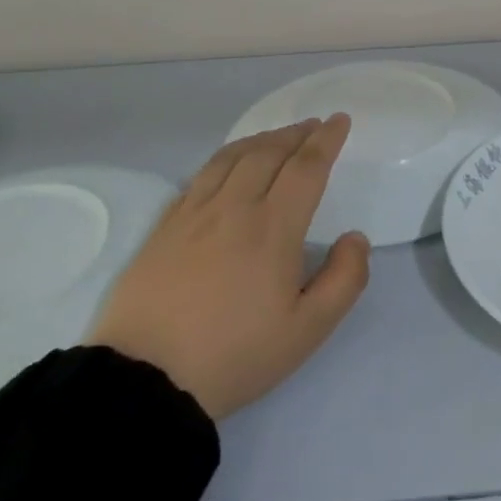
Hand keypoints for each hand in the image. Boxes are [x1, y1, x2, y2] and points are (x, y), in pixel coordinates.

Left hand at [86, 116, 370, 420]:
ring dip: (261, 139)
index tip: (339, 121)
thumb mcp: (307, 330)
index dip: (326, 141)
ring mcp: (193, 213)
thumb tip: (356, 237)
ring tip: (277, 137)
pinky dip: (226, 157)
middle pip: (268, 153)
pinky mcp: (164, 226)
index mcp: (273, 228)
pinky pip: (200, 175)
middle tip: (314, 126)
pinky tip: (229, 165)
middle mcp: (234, 207)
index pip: (306, 168)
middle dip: (296, 134)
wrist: (145, 380)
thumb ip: (344, 280)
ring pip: (232, 157)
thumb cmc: (235, 355)